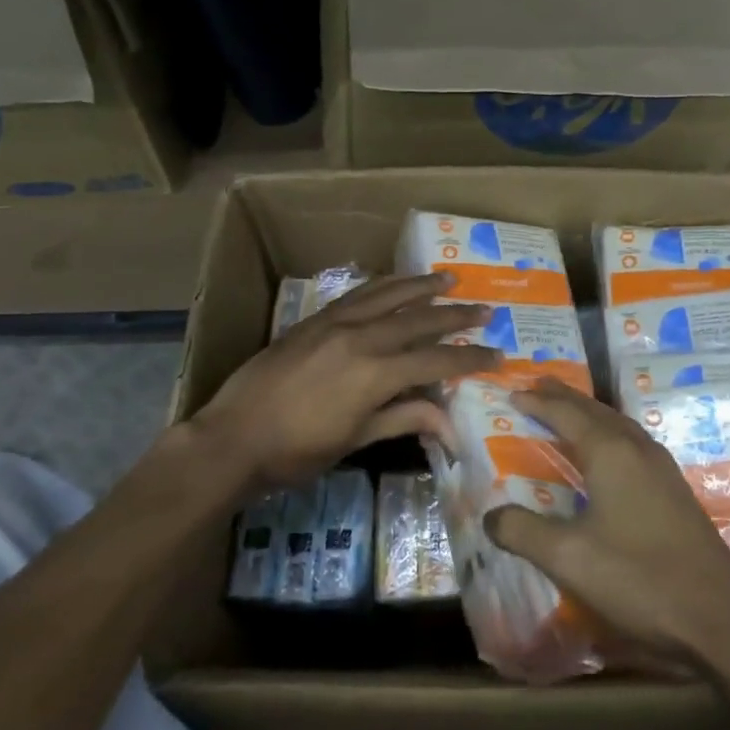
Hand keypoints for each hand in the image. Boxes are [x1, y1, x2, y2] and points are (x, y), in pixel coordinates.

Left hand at [185, 273, 500, 491]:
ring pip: (390, 295)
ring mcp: (336, 323)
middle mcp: (362, 337)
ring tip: (448, 278)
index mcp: (375, 373)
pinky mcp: (316, 319)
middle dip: (456, 316)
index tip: (498, 355)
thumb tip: (450, 425)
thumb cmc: (296, 451)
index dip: (470, 359)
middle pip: (420, 320)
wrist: (232, 437)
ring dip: (422, 287)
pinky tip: (395, 283)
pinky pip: (359, 294)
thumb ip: (403, 420)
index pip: (437, 361)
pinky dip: (384, 285)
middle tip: (485, 310)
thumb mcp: (355, 441)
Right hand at [484, 380, 729, 668]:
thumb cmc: (639, 579)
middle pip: (594, 409)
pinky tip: (607, 455)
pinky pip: (632, 443)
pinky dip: (607, 434)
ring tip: (567, 411)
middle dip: (563, 397)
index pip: (566, 413)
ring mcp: (662, 468)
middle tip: (536, 387)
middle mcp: (637, 448)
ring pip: (617, 424)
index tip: (512, 392)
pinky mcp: (674, 490)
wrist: (720, 619)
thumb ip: (523, 532)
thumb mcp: (569, 558)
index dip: (537, 401)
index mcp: (611, 452)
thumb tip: (490, 515)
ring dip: (588, 413)